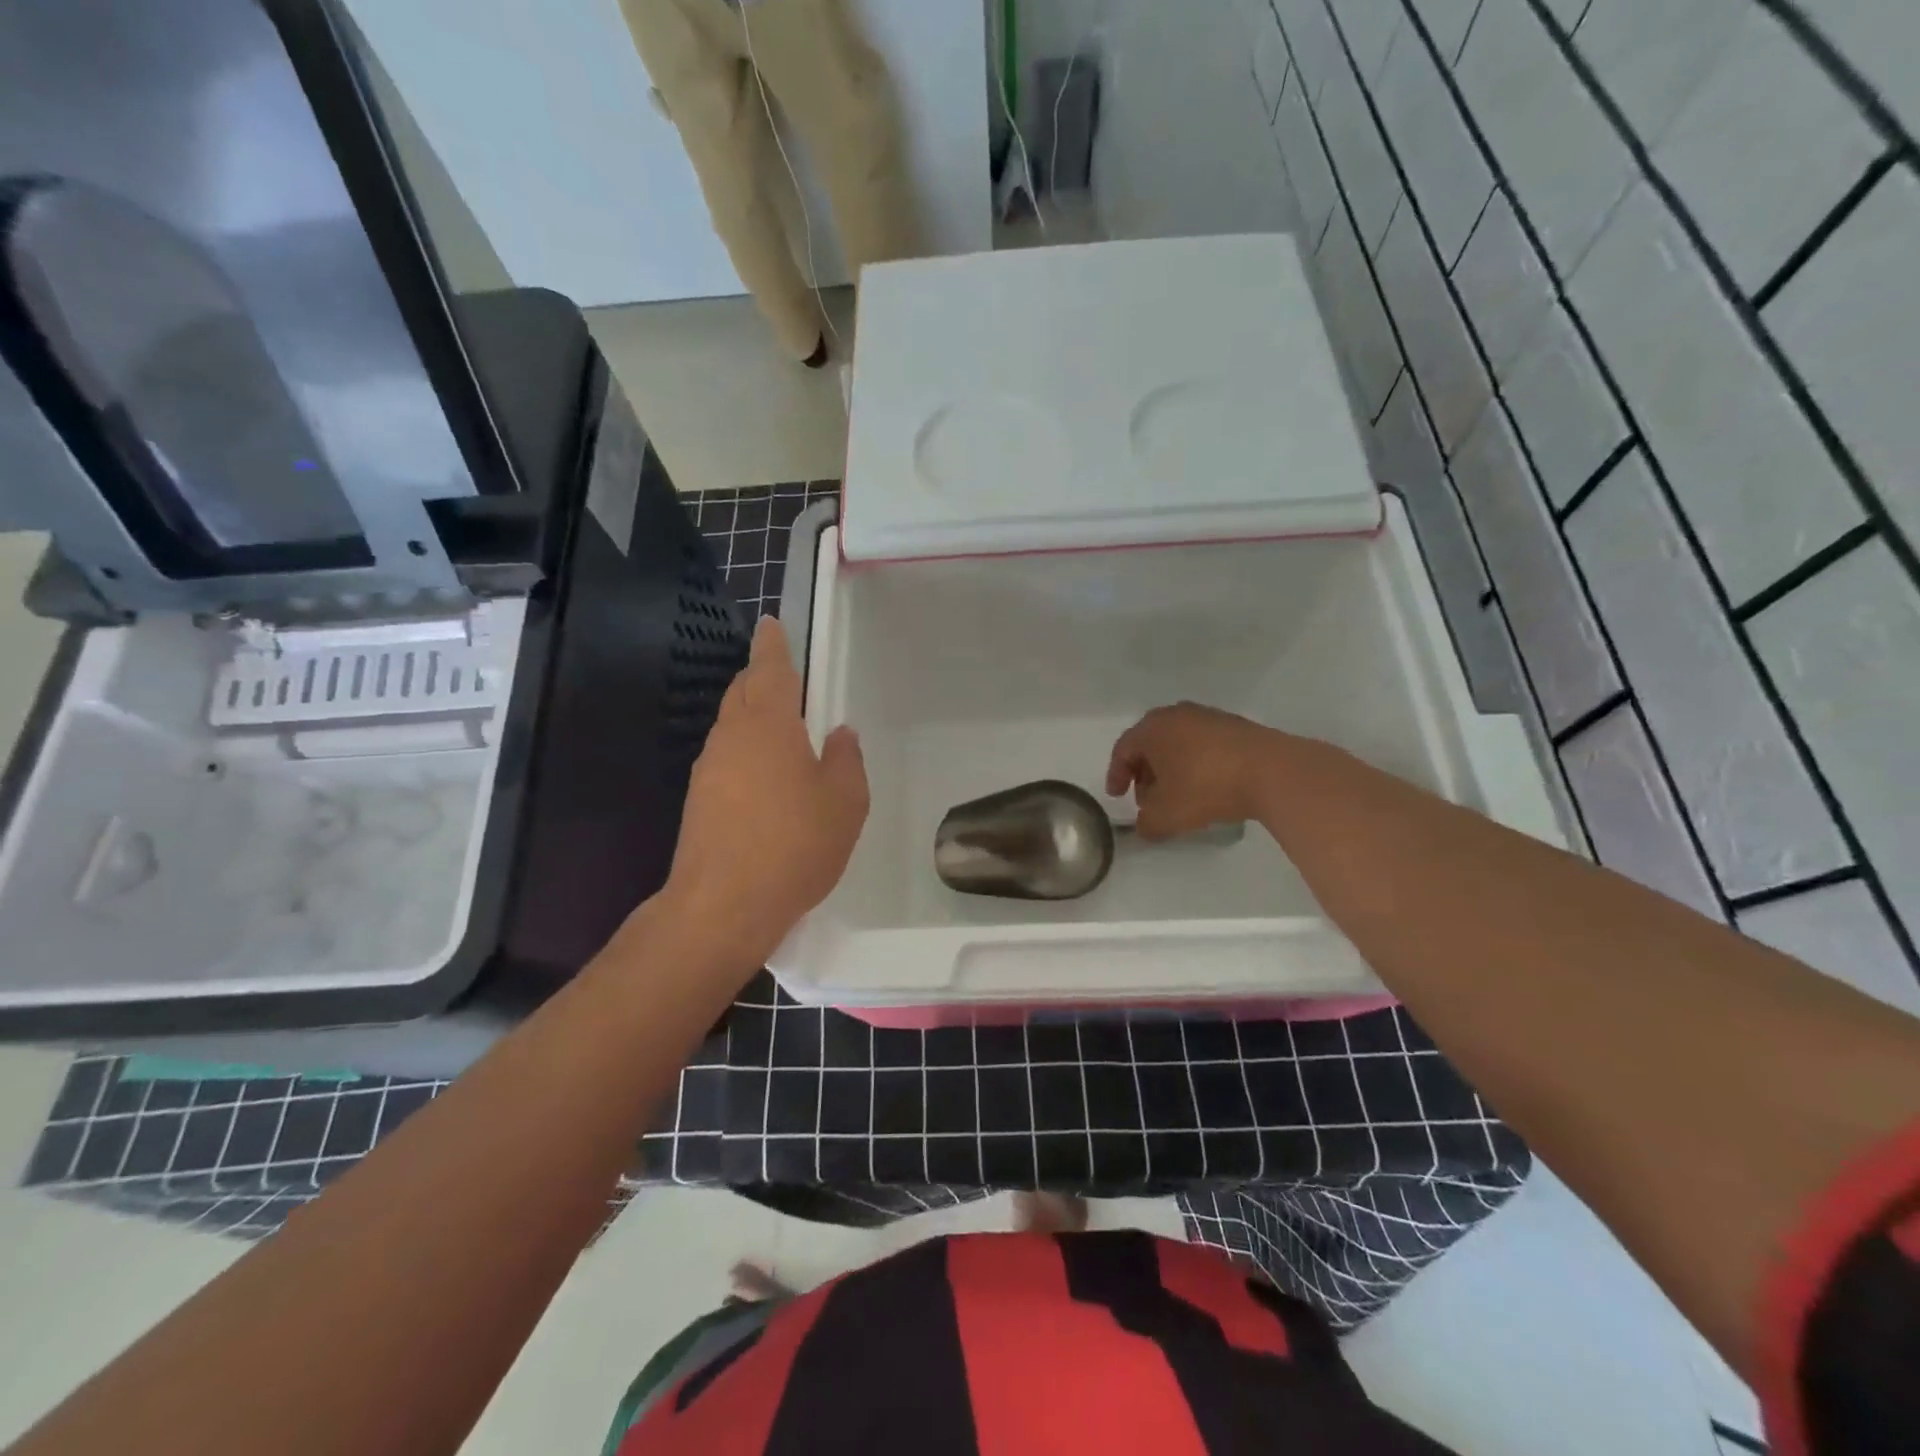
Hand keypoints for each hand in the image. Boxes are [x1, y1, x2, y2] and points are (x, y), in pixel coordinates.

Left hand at [662, 616, 868, 966]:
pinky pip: (727, 759)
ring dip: (755, 719)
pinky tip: (767, 782)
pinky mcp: (698, 801)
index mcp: (768, 725)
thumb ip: (846, 759)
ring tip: (784, 735)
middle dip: (762, 678)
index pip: (769, 669)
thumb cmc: (794, 844)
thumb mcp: (845, 801)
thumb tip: (840, 733)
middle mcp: (731, 737)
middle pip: (743, 692)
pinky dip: (747, 754)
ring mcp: (708, 769)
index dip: (773, 644)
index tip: (771, 624)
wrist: (723, 905)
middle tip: (787, 680)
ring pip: (732, 727)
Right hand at [1105, 702, 1282, 840]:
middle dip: (1144, 771)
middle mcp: (1176, 715)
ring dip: (1171, 767)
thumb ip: (1147, 823)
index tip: (1117, 796)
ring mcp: (1208, 717)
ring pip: (1178, 742)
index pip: (1123, 750)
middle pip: (1150, 743)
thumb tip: (1144, 825)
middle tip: (1145, 798)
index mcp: (1152, 729)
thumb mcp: (1167, 816)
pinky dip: (1196, 762)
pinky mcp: (1236, 725)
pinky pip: (1203, 744)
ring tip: (1177, 794)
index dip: (1116, 775)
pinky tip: (1206, 785)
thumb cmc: (1206, 787)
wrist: (1273, 771)